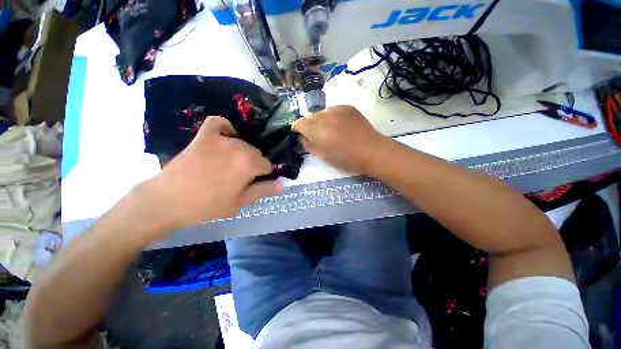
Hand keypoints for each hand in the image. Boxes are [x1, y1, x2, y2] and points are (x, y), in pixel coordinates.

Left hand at [141, 116, 282, 231]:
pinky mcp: (204, 136)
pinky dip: (225, 127)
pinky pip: (219, 122)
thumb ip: (264, 190)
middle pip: (256, 153)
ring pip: (243, 143)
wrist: (167, 201)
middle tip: (240, 178)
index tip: (253, 183)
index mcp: (249, 164)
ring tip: (229, 165)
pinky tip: (226, 136)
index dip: (263, 176)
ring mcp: (220, 139)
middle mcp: (239, 147)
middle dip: (253, 165)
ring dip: (242, 153)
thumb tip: (283, 184)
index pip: (267, 165)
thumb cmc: (207, 206)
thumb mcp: (240, 202)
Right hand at [292, 105, 387, 173]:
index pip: (299, 123)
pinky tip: (341, 125)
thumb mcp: (323, 157)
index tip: (302, 135)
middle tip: (318, 135)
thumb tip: (302, 137)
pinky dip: (332, 116)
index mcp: (317, 131)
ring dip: (321, 120)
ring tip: (331, 130)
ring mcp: (337, 109)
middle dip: (309, 125)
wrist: (371, 151)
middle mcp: (324, 117)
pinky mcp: (347, 107)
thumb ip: (308, 145)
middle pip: (309, 116)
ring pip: (321, 112)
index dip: (298, 129)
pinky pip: (333, 109)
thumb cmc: (346, 159)